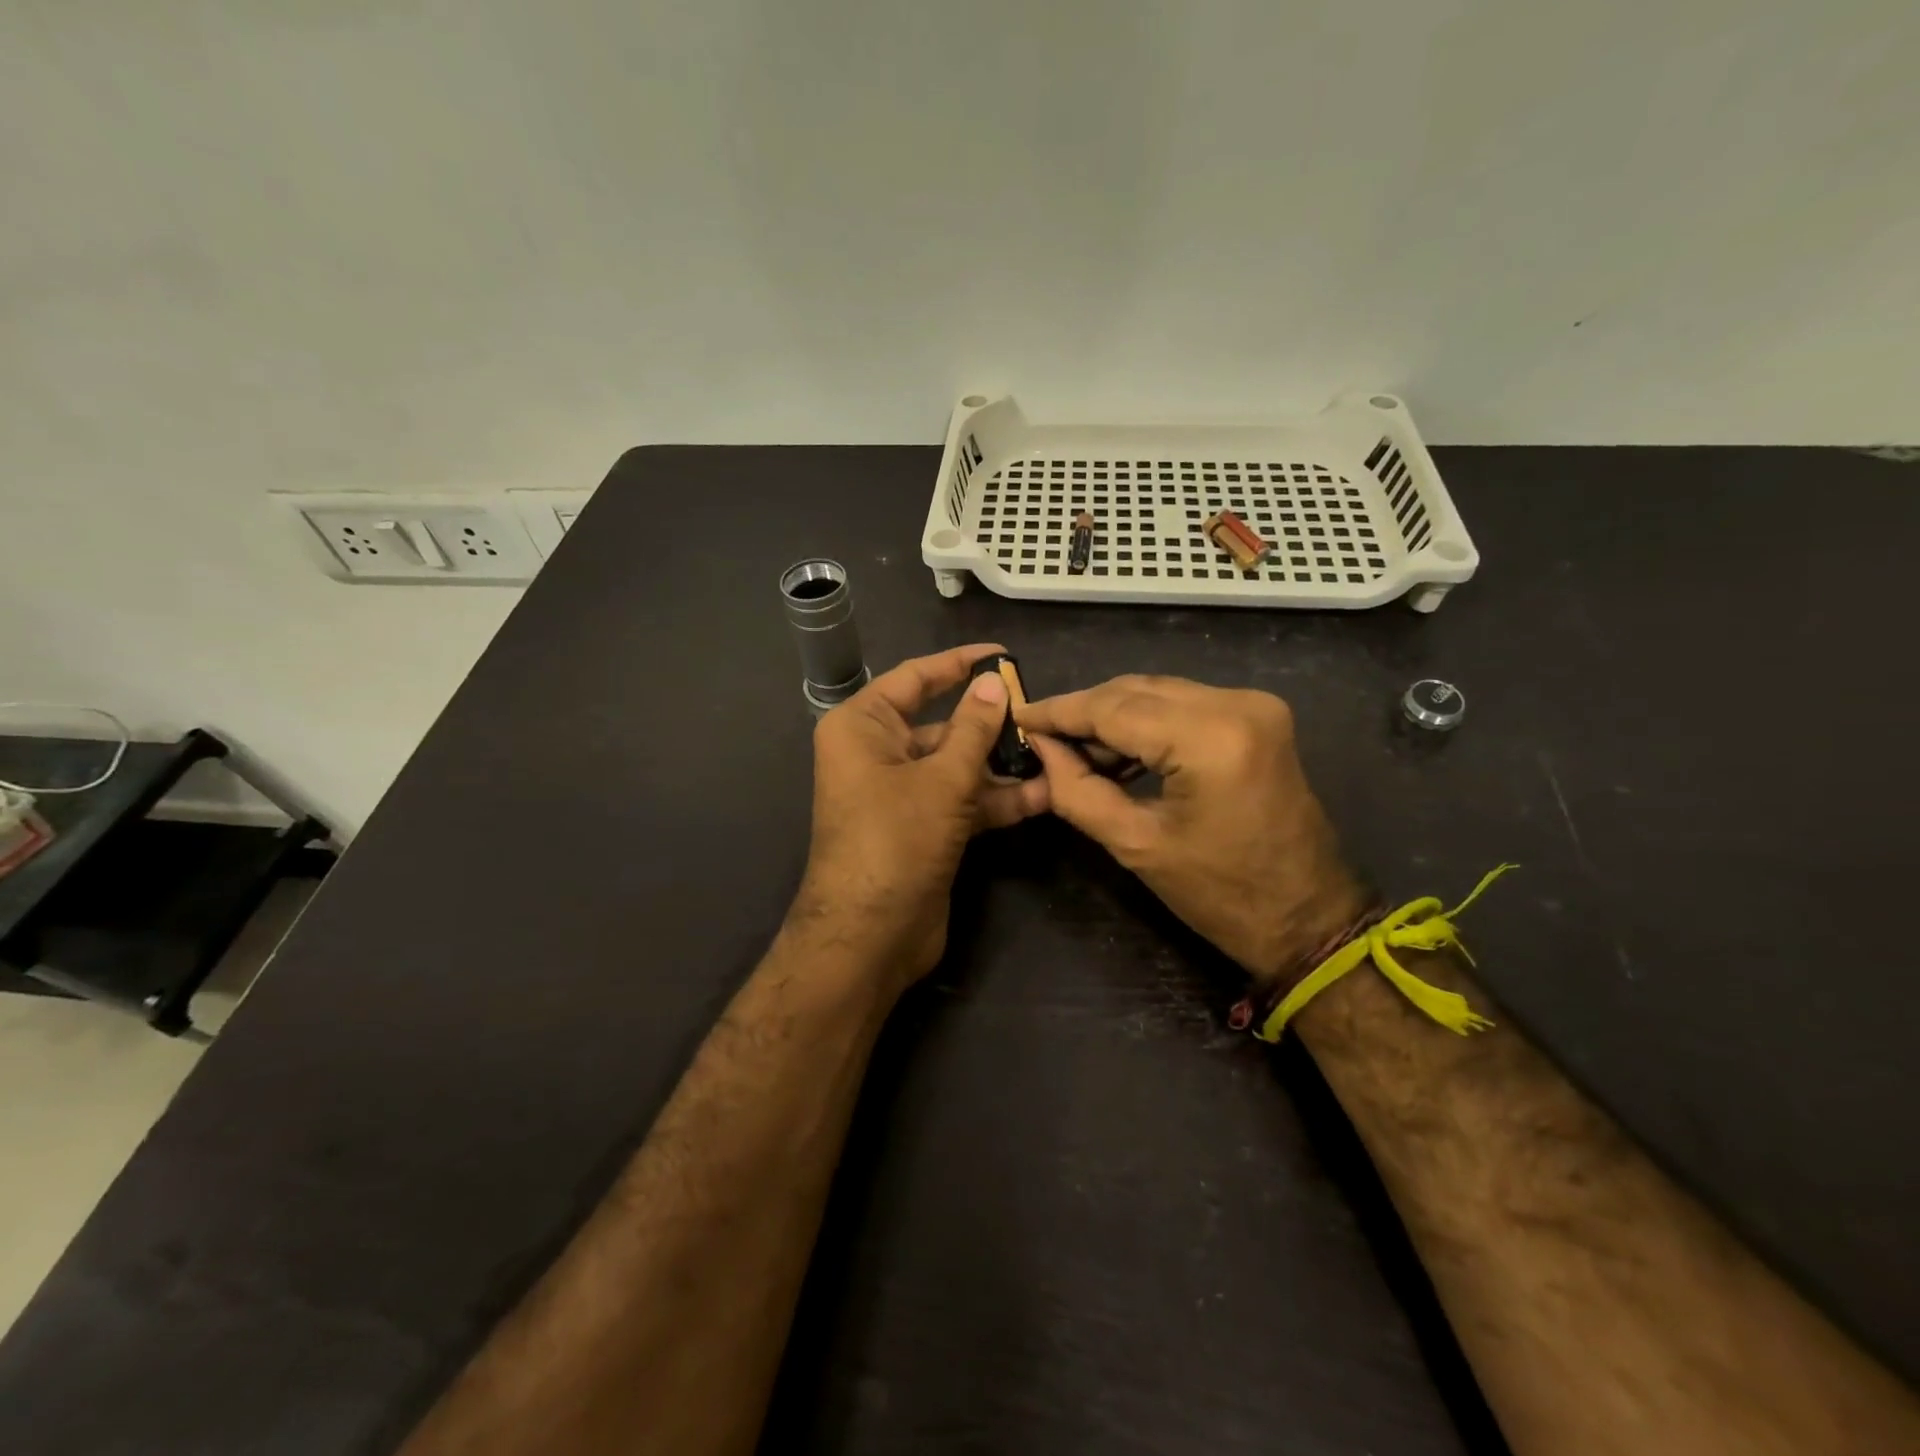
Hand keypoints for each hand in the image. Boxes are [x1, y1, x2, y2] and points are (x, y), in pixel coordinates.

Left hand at [793, 644, 1049, 985]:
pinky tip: (1043, 797)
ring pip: (956, 765)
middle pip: (941, 724)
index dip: (959, 664)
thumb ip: (973, 728)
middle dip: (991, 724)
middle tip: (1041, 714)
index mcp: (863, 726)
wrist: (870, 936)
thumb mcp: (942, 779)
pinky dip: (995, 800)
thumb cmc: (896, 840)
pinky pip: (960, 800)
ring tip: (1054, 757)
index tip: (1003, 653)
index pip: (915, 678)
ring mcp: (900, 793)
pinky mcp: (921, 827)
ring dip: (1001, 767)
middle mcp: (877, 753)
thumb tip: (995, 682)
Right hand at [1017, 675, 1365, 984]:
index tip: (1018, 716)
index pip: (1113, 709)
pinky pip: (1183, 704)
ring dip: (1112, 716)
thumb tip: (1041, 750)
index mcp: (1210, 738)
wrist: (1309, 918)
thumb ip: (1078, 790)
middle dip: (1083, 712)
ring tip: (1072, 749)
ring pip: (1157, 693)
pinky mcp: (1258, 716)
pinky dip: (1146, 722)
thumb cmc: (1221, 895)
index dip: (1059, 712)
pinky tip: (1116, 749)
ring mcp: (1253, 705)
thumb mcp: (1136, 845)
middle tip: (1041, 737)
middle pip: (1134, 690)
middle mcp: (1236, 704)